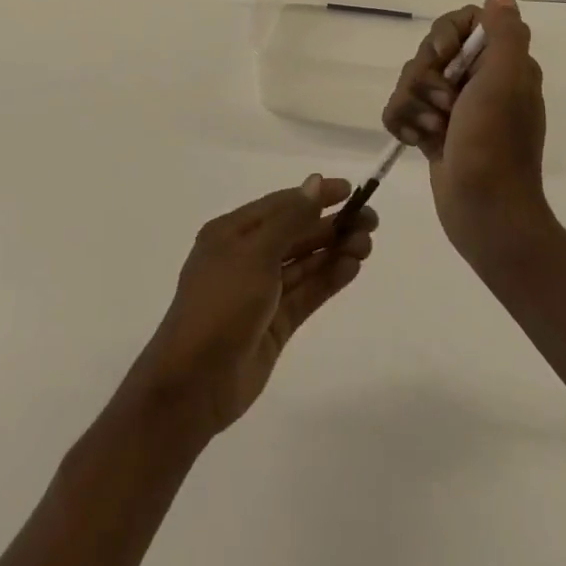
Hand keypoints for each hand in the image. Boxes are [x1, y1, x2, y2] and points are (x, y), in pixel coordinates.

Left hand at [120, 176, 376, 439]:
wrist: (194, 383)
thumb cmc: (221, 305)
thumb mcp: (255, 254)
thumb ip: (290, 219)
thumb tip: (315, 182)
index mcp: (232, 233)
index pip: (280, 205)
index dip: (315, 196)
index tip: (351, 190)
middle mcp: (247, 257)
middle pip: (295, 233)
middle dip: (331, 226)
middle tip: (371, 222)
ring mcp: (262, 292)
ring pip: (304, 263)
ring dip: (334, 251)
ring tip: (367, 244)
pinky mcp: (275, 323)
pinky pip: (306, 293)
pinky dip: (328, 279)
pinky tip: (352, 268)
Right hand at [382, 0, 552, 260]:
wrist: (485, 214)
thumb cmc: (495, 145)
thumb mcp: (505, 82)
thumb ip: (504, 33)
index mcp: (501, 64)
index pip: (463, 22)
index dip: (445, 36)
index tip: (445, 59)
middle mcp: (479, 80)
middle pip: (430, 51)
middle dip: (425, 78)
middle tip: (444, 106)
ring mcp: (454, 108)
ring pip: (410, 80)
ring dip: (414, 105)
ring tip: (431, 132)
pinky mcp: (432, 131)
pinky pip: (401, 108)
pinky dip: (402, 123)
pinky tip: (414, 142)